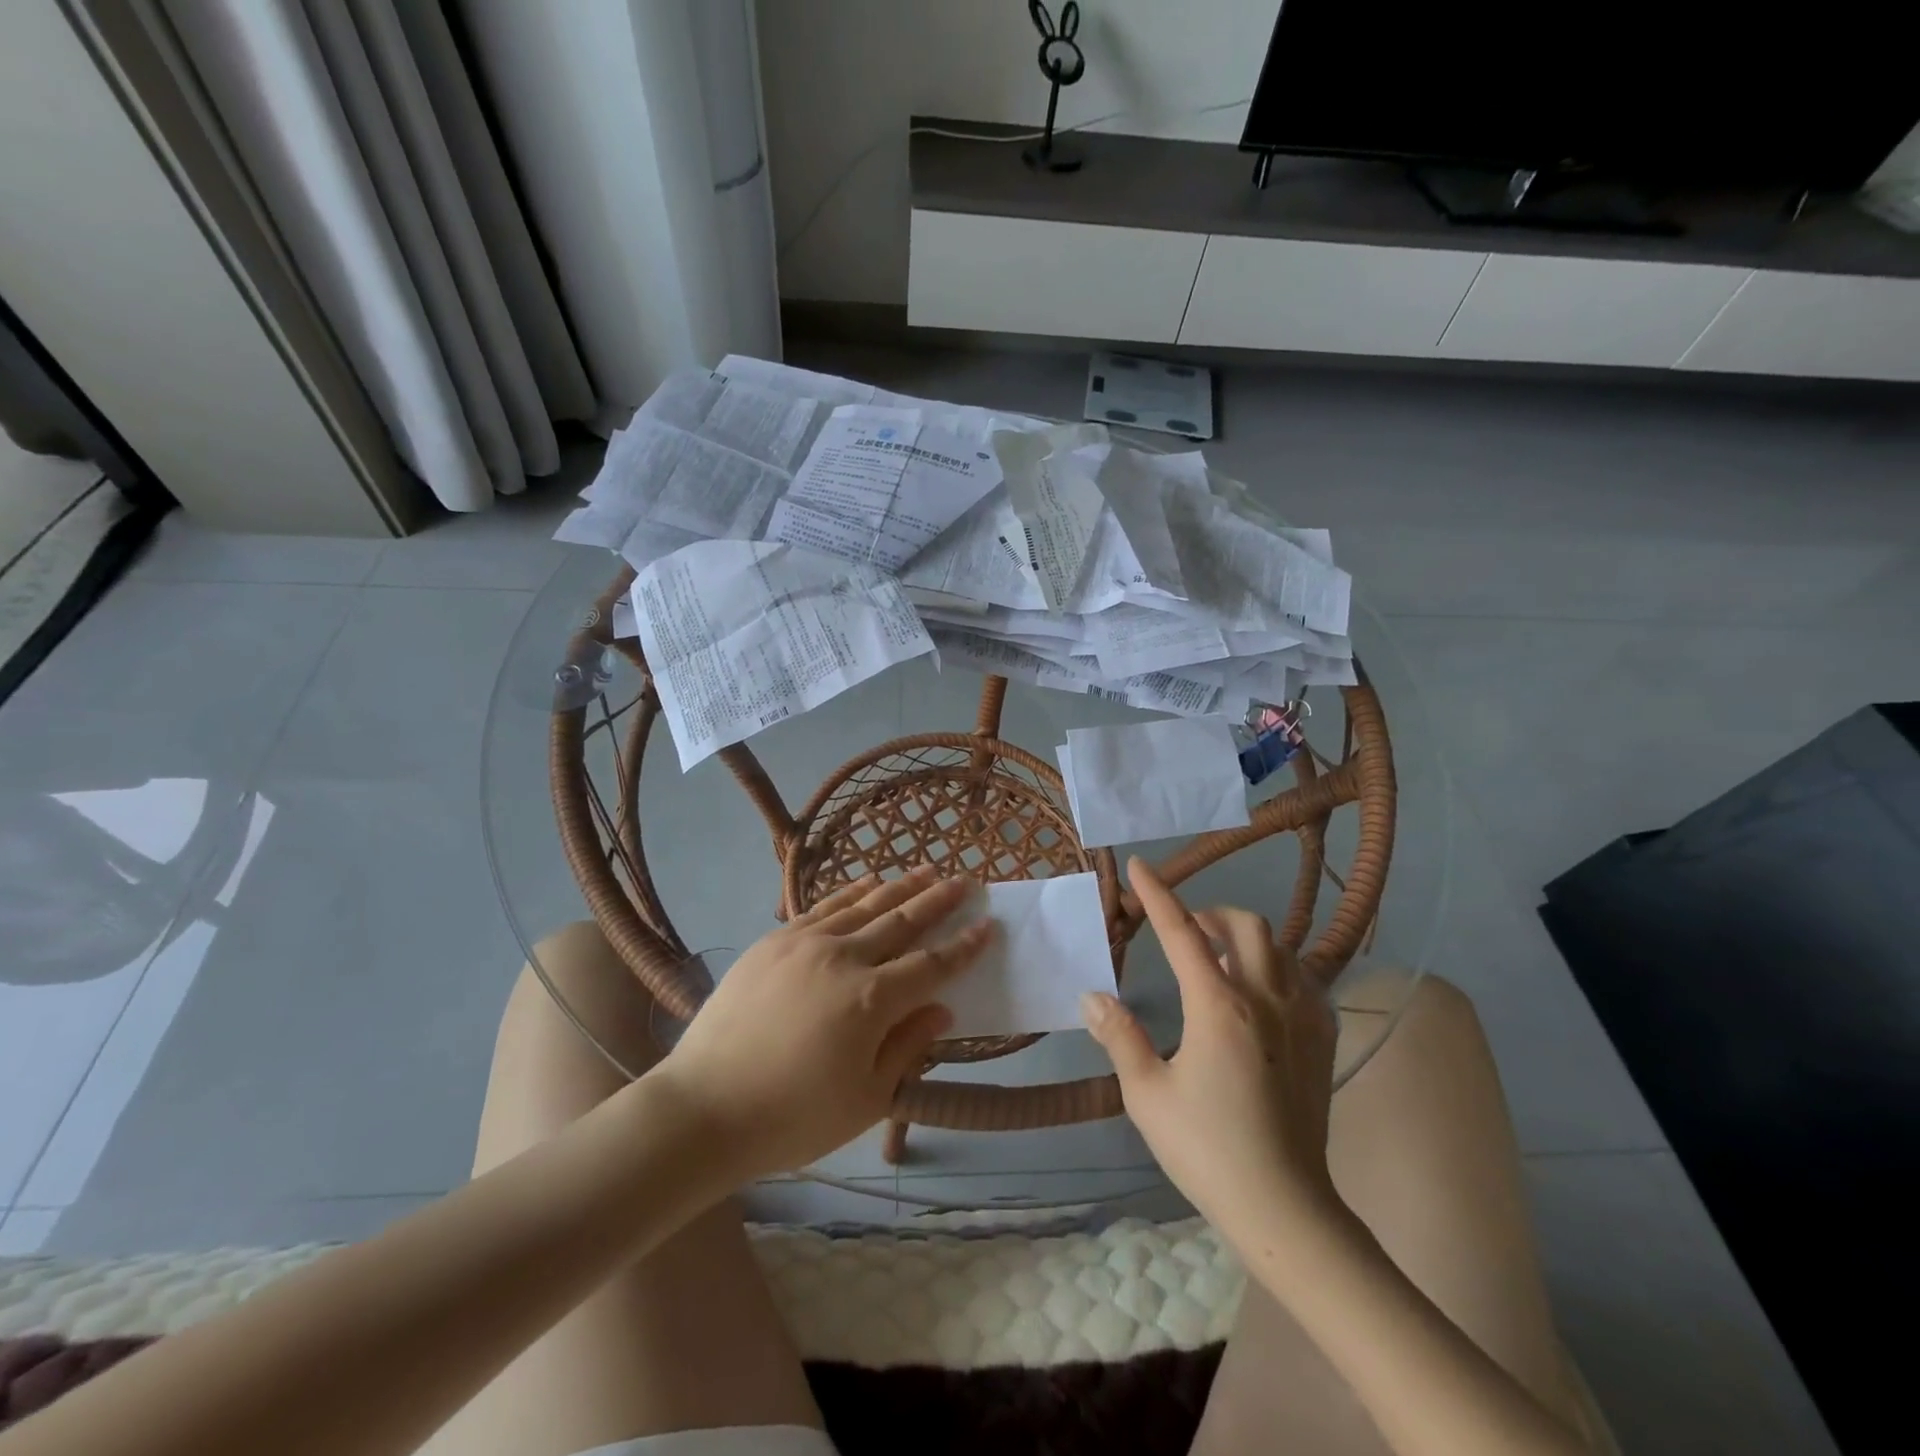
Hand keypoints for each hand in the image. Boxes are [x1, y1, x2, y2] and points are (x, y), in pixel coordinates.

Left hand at [648, 867, 992, 1180]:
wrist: (703, 1108)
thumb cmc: (792, 1118)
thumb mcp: (865, 1099)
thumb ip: (908, 1047)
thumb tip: (942, 1008)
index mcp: (871, 1000)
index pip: (931, 965)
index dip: (963, 946)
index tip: (987, 925)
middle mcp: (843, 958)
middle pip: (902, 921)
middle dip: (938, 900)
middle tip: (965, 881)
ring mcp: (805, 943)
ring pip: (864, 905)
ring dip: (900, 887)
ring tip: (926, 871)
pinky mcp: (774, 941)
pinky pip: (823, 906)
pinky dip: (852, 892)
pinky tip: (868, 885)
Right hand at [1082, 857, 1340, 1248]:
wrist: (1285, 1208)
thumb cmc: (1207, 1149)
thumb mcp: (1147, 1094)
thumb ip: (1119, 1037)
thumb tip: (1093, 996)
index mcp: (1218, 1006)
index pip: (1181, 932)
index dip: (1157, 894)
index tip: (1140, 865)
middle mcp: (1265, 998)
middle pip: (1244, 925)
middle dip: (1209, 913)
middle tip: (1184, 930)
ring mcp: (1302, 1017)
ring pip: (1280, 946)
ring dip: (1244, 937)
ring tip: (1218, 958)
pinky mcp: (1323, 1040)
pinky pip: (1305, 979)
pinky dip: (1278, 967)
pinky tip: (1261, 991)